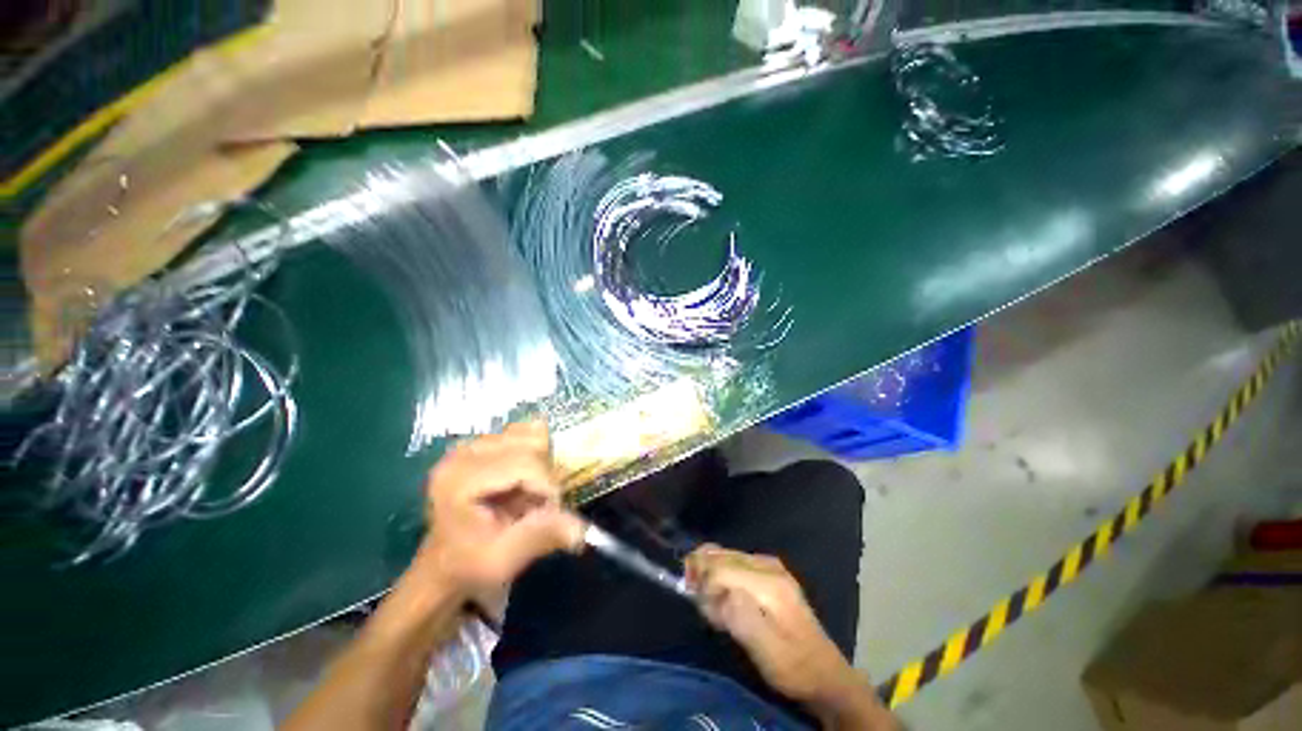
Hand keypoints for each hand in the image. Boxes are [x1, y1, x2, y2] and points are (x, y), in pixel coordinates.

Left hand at [417, 421, 585, 598]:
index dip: (547, 486)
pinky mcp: (482, 443)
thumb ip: (540, 537)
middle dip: (545, 475)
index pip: (524, 463)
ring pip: (530, 435)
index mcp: (461, 480)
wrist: (444, 565)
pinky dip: (535, 452)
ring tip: (529, 492)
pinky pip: (524, 433)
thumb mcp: (503, 561)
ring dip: (541, 463)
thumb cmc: (470, 565)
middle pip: (530, 444)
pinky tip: (524, 477)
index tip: (550, 513)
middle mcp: (463, 453)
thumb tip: (580, 528)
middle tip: (538, 505)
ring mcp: (472, 444)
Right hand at [686, 545, 859, 705]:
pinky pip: (733, 562)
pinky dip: (720, 576)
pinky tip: (723, 599)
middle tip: (701, 604)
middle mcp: (767, 564)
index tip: (701, 609)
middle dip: (702, 574)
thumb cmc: (793, 667)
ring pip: (724, 555)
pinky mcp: (768, 572)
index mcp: (769, 582)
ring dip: (710, 575)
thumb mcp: (765, 650)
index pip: (721, 567)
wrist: (824, 674)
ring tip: (712, 605)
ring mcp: (768, 565)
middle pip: (720, 554)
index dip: (703, 584)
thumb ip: (739, 617)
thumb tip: (716, 591)